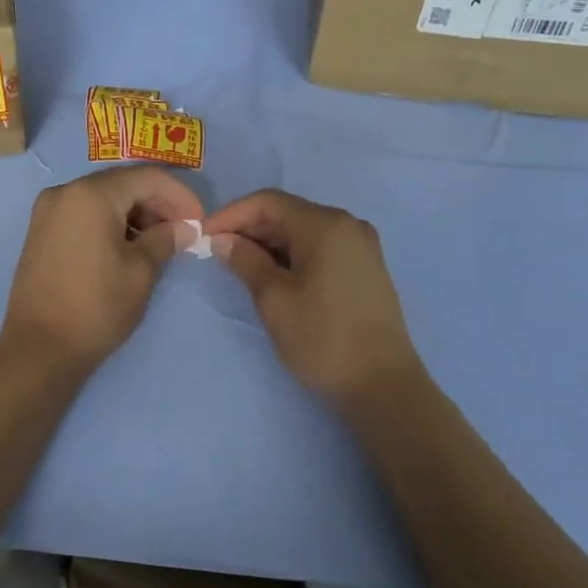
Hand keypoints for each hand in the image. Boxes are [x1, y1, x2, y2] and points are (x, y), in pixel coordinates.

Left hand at [0, 166, 203, 376]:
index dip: (180, 195)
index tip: (199, 221)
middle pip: (123, 183)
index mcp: (91, 194)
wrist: (38, 348)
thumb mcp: (140, 272)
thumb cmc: (96, 307)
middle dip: (158, 203)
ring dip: (135, 213)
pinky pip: (84, 213)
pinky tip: (128, 246)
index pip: (147, 177)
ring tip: (159, 242)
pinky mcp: (41, 231)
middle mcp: (65, 192)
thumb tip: (183, 228)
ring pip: (103, 197)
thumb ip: (165, 240)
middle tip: (182, 232)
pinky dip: (110, 221)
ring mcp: (48, 211)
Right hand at [204, 190, 424, 409]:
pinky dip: (292, 254)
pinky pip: (320, 246)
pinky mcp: (365, 267)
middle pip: (288, 212)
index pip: (268, 202)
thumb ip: (246, 261)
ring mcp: (361, 245)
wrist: (383, 385)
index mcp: (325, 225)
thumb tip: (224, 240)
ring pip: (303, 230)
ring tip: (240, 265)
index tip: (204, 235)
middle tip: (217, 252)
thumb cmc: (323, 338)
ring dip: (269, 242)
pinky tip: (273, 274)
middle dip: (249, 228)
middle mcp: (347, 224)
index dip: (231, 214)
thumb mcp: (274, 300)